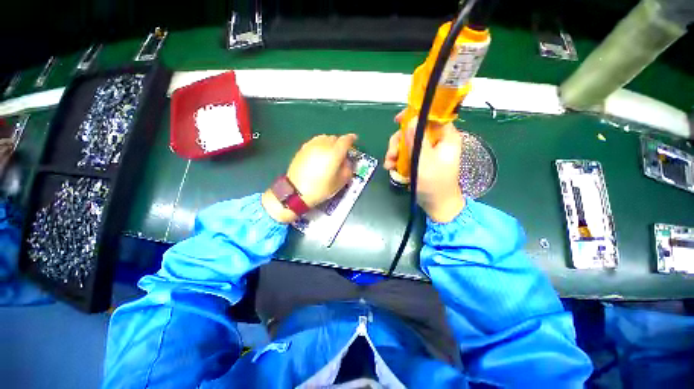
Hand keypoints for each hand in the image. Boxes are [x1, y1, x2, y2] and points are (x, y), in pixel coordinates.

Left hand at [263, 134, 356, 222]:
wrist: (296, 191)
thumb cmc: (320, 189)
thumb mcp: (339, 182)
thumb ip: (347, 169)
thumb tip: (347, 162)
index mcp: (334, 153)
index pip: (345, 140)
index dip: (351, 138)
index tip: (354, 139)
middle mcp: (323, 145)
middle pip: (335, 138)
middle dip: (340, 143)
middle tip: (342, 152)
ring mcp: (311, 146)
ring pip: (324, 138)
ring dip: (330, 142)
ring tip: (330, 152)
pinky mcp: (302, 149)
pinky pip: (315, 142)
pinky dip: (320, 144)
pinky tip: (319, 153)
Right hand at [384, 113, 464, 222]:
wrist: (436, 204)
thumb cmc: (434, 183)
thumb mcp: (425, 161)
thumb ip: (417, 140)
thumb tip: (411, 120)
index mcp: (445, 137)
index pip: (431, 116)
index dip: (415, 115)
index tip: (397, 120)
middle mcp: (436, 141)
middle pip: (414, 130)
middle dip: (399, 141)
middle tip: (391, 153)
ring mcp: (426, 151)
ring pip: (407, 142)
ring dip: (395, 152)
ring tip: (389, 164)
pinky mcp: (419, 160)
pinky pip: (405, 153)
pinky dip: (397, 159)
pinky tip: (390, 167)